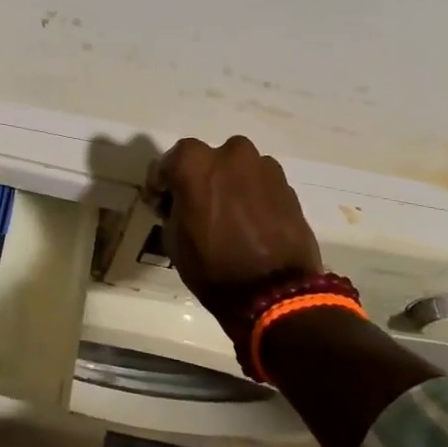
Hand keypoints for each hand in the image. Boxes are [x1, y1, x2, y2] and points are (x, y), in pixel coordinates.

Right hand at [145, 135, 322, 331]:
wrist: (274, 293)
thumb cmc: (212, 266)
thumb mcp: (172, 239)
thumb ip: (173, 208)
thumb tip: (180, 203)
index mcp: (193, 162)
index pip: (166, 164)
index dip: (161, 185)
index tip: (161, 205)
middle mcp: (229, 153)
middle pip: (205, 160)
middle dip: (198, 179)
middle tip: (197, 208)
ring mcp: (262, 166)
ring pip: (236, 169)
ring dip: (228, 184)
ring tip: (229, 215)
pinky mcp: (286, 185)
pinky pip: (260, 183)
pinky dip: (252, 195)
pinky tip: (251, 222)